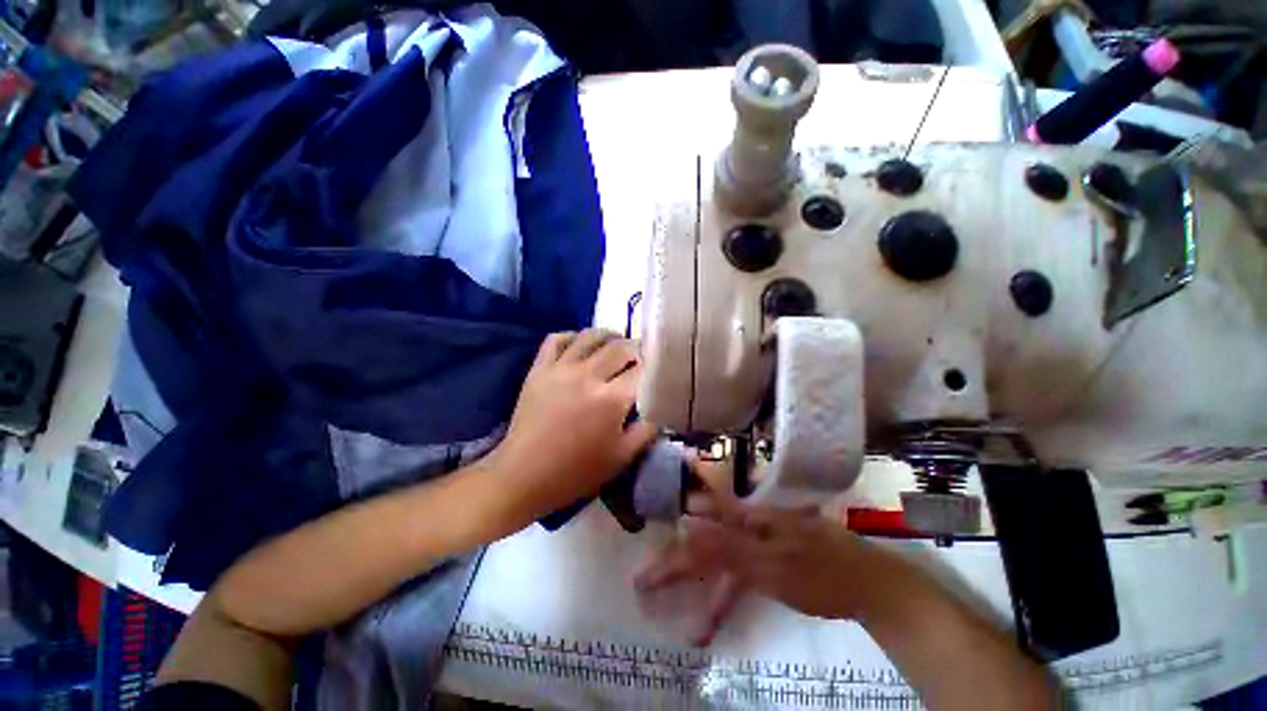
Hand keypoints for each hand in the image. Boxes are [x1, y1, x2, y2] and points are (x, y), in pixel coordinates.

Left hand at [487, 329, 659, 528]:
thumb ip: (646, 432)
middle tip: (639, 357)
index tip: (657, 369)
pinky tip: (580, 345)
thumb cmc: (576, 471)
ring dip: (608, 336)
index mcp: (612, 399)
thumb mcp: (621, 458)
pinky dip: (572, 336)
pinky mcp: (539, 369)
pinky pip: (556, 339)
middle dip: (635, 348)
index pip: (641, 370)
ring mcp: (561, 369)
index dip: (653, 366)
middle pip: (620, 347)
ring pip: (590, 336)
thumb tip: (660, 411)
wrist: (524, 475)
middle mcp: (588, 375)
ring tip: (615, 344)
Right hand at [636, 463, 885, 622]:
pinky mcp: (764, 565)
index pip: (695, 526)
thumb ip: (726, 545)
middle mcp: (743, 528)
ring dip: (695, 588)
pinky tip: (708, 623)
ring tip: (671, 610)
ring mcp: (754, 546)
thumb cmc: (819, 570)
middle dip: (672, 564)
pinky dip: (721, 600)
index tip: (646, 564)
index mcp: (743, 519)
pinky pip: (735, 581)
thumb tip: (686, 522)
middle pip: (699, 545)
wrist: (867, 586)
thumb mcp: (770, 561)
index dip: (670, 544)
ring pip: (715, 566)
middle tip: (644, 582)